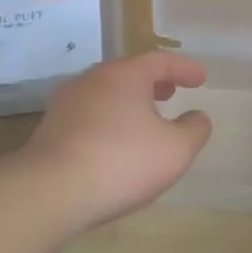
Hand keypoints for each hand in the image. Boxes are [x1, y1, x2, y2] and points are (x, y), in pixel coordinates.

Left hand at [20, 51, 212, 229]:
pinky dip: (109, 121)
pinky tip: (116, 145)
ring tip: (145, 121)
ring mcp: (66, 105)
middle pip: (128, 74)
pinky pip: (89, 117)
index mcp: (124, 76)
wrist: (50, 191)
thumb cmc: (122, 161)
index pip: (160, 61)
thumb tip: (197, 117)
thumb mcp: (175, 150)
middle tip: (171, 92)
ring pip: (106, 95)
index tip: (201, 79)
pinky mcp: (50, 131)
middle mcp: (92, 81)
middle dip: (153, 82)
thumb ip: (194, 130)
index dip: (184, 68)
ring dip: (129, 103)